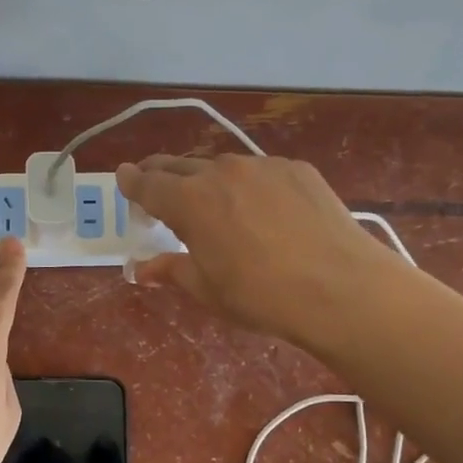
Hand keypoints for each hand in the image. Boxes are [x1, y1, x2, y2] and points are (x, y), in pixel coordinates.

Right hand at [115, 154, 401, 346]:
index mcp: (190, 201)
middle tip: (155, 188)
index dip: (131, 182)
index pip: (147, 184)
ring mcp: (262, 166)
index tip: (124, 178)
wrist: (339, 287)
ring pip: (222, 166)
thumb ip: (171, 269)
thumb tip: (141, 268)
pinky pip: (260, 172)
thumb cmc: (261, 296)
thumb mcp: (207, 289)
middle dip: (161, 175)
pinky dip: (250, 185)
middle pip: (179, 166)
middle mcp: (221, 172)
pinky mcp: (297, 169)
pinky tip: (264, 210)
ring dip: (207, 180)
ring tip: (214, 203)